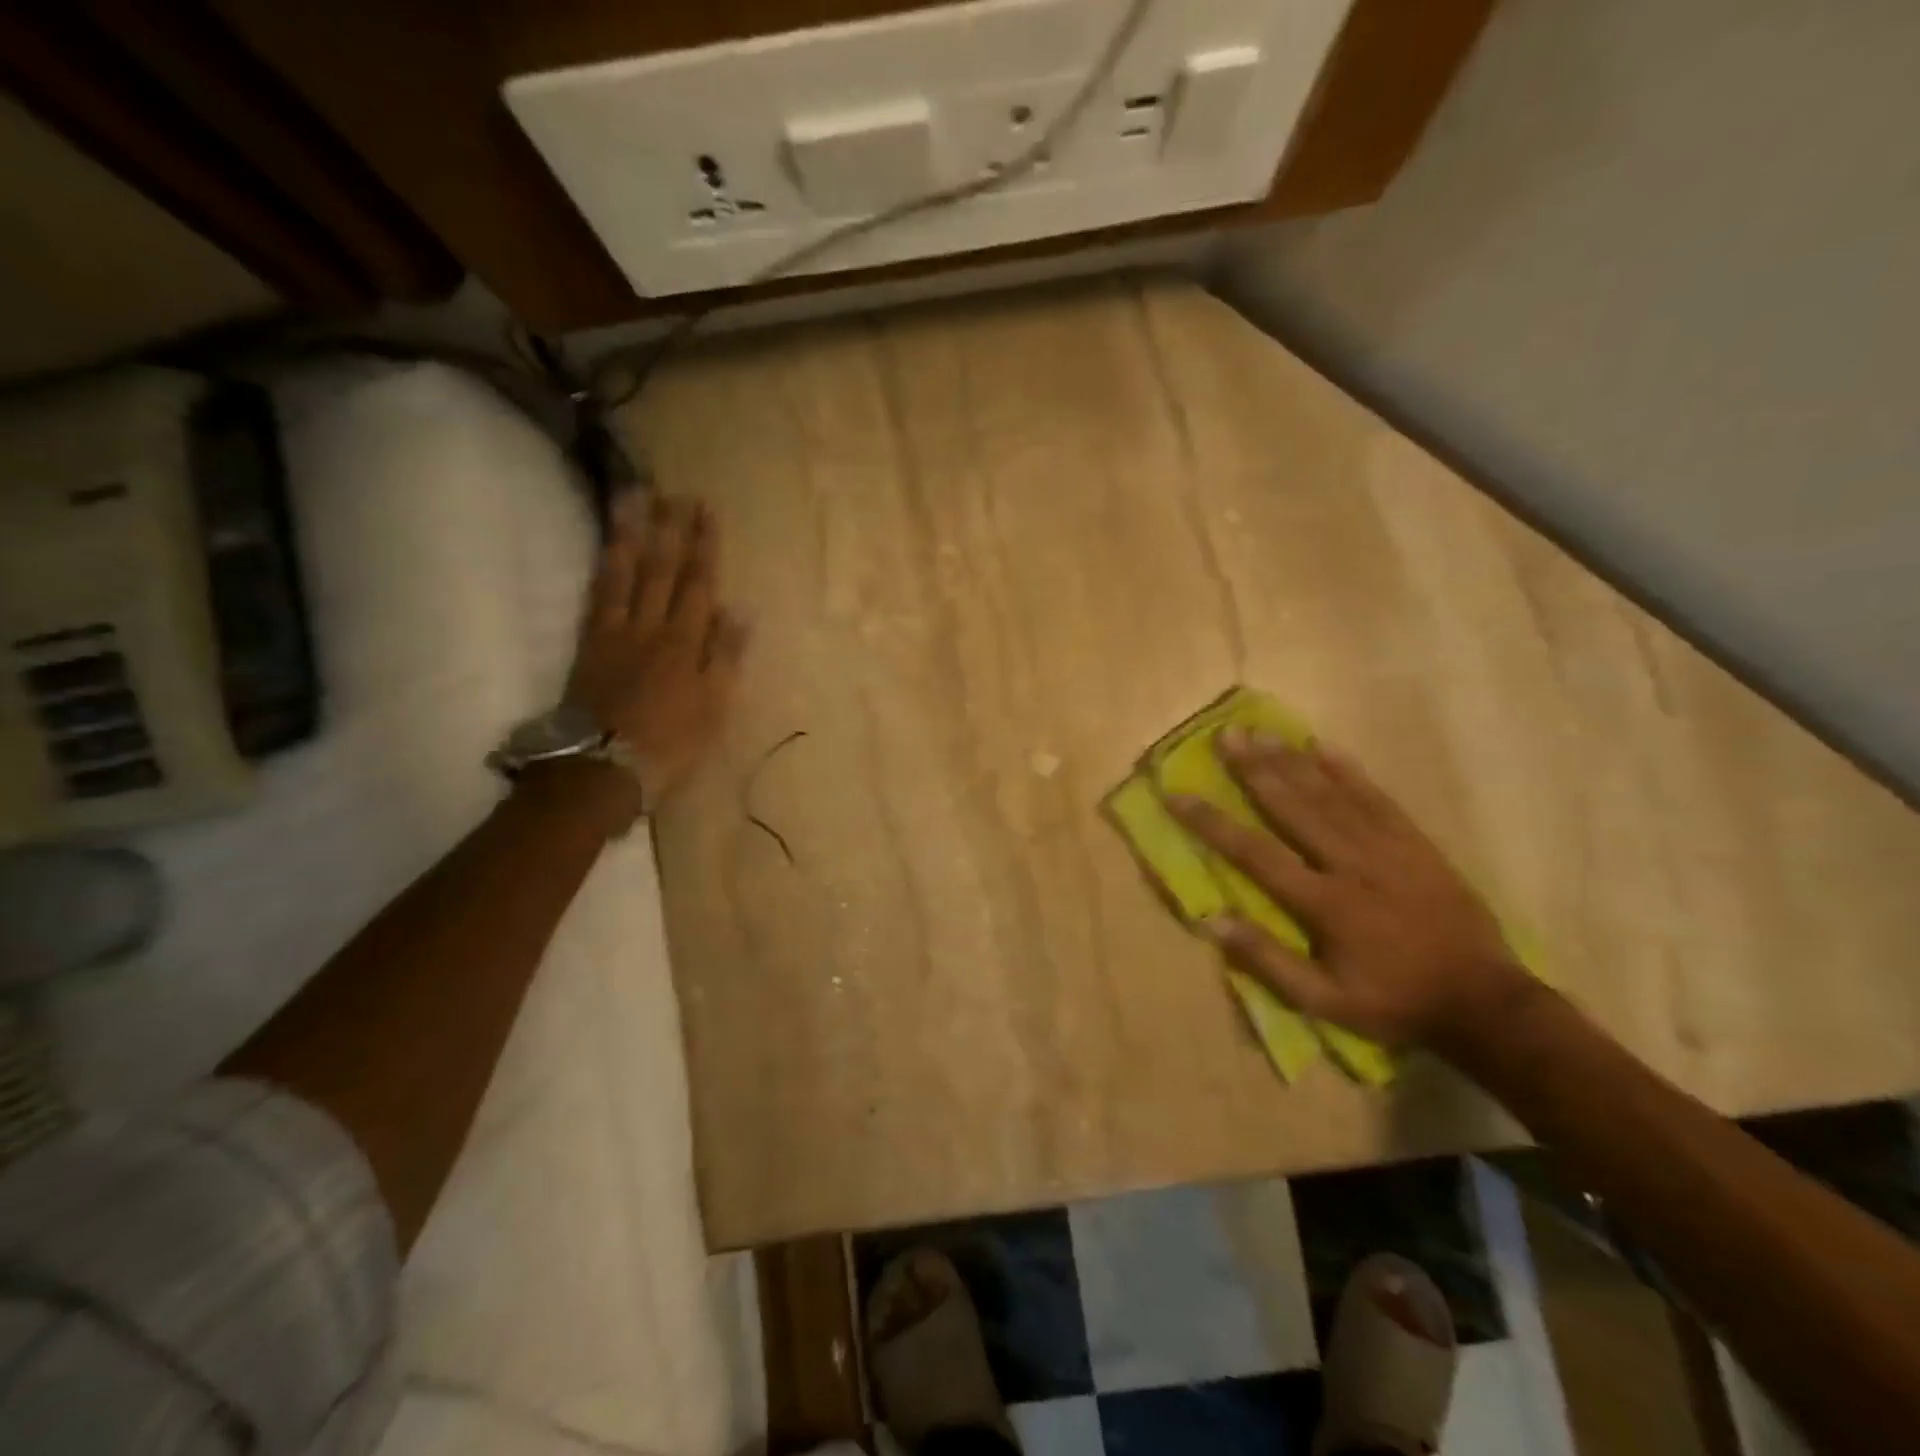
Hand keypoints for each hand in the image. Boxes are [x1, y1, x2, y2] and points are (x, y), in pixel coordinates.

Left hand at [562, 493, 746, 815]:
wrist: (603, 766)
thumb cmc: (670, 743)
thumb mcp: (714, 707)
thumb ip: (725, 657)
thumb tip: (739, 611)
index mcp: (685, 643)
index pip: (697, 584)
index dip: (703, 547)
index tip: (705, 511)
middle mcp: (650, 627)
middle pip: (661, 570)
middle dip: (670, 529)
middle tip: (673, 492)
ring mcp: (615, 633)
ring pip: (624, 574)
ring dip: (630, 534)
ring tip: (633, 499)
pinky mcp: (588, 645)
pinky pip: (596, 596)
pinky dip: (603, 568)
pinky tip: (607, 548)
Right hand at [1168, 728, 1529, 1049]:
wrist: (1484, 1002)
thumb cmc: (1394, 1002)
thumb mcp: (1324, 1002)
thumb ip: (1267, 960)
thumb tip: (1212, 920)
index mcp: (1325, 903)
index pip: (1255, 853)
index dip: (1213, 823)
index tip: (1178, 795)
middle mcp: (1351, 864)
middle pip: (1294, 807)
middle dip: (1255, 769)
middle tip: (1226, 736)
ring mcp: (1387, 848)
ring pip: (1331, 795)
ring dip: (1292, 761)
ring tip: (1262, 732)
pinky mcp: (1416, 843)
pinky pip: (1377, 798)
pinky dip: (1349, 771)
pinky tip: (1325, 747)